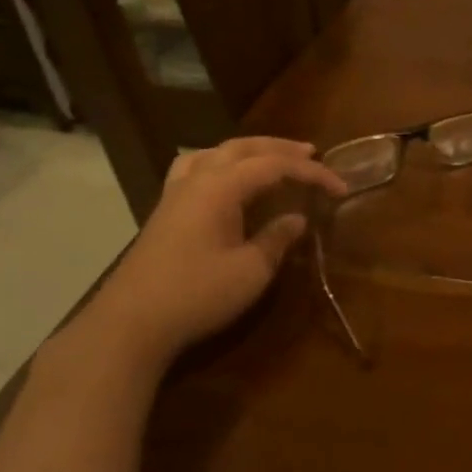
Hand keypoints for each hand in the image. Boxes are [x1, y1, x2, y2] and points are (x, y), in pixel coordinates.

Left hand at [88, 137, 346, 365]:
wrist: (130, 323)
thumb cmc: (197, 294)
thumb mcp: (251, 271)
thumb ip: (277, 239)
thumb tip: (296, 219)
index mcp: (221, 187)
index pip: (275, 166)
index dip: (312, 173)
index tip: (340, 188)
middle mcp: (197, 179)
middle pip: (244, 148)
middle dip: (281, 149)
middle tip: (311, 154)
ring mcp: (176, 193)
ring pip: (215, 152)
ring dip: (248, 151)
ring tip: (269, 158)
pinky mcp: (165, 211)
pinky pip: (195, 167)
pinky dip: (220, 163)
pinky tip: (224, 179)